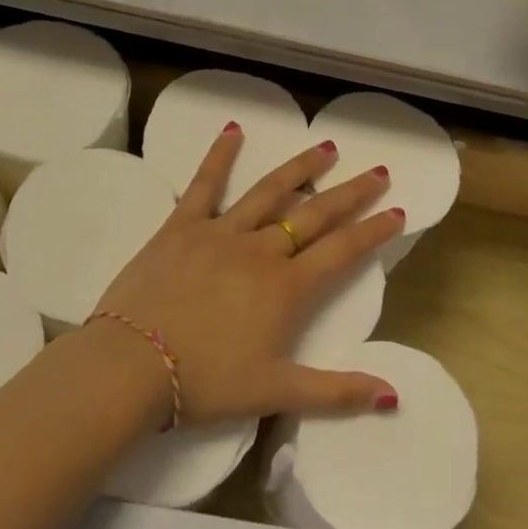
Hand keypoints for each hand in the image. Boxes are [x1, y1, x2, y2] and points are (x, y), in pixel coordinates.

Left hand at [92, 126, 404, 425]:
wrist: (131, 367)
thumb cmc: (205, 382)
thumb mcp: (275, 394)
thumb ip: (336, 393)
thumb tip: (393, 397)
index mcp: (286, 289)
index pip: (342, 251)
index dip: (372, 231)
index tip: (396, 210)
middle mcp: (261, 251)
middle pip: (314, 214)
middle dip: (350, 193)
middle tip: (376, 171)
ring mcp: (220, 232)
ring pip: (269, 192)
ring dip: (300, 168)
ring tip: (326, 147)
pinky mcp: (181, 226)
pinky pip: (204, 184)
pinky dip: (220, 156)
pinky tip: (233, 130)